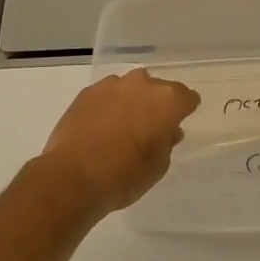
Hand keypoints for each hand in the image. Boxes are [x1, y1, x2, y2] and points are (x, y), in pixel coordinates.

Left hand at [40, 70, 200, 213]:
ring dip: (131, 103)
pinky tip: (100, 128)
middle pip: (158, 89)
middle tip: (149, 129)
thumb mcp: (158, 166)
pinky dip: (108, 106)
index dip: (184, 111)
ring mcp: (112, 84)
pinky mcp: (87, 91)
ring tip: (121, 129)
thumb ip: (167, 142)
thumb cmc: (125, 175)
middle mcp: (142, 83)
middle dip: (157, 105)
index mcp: (167, 100)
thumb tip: (168, 130)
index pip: (187, 98)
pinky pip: (107, 95)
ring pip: (131, 89)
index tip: (177, 125)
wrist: (72, 177)